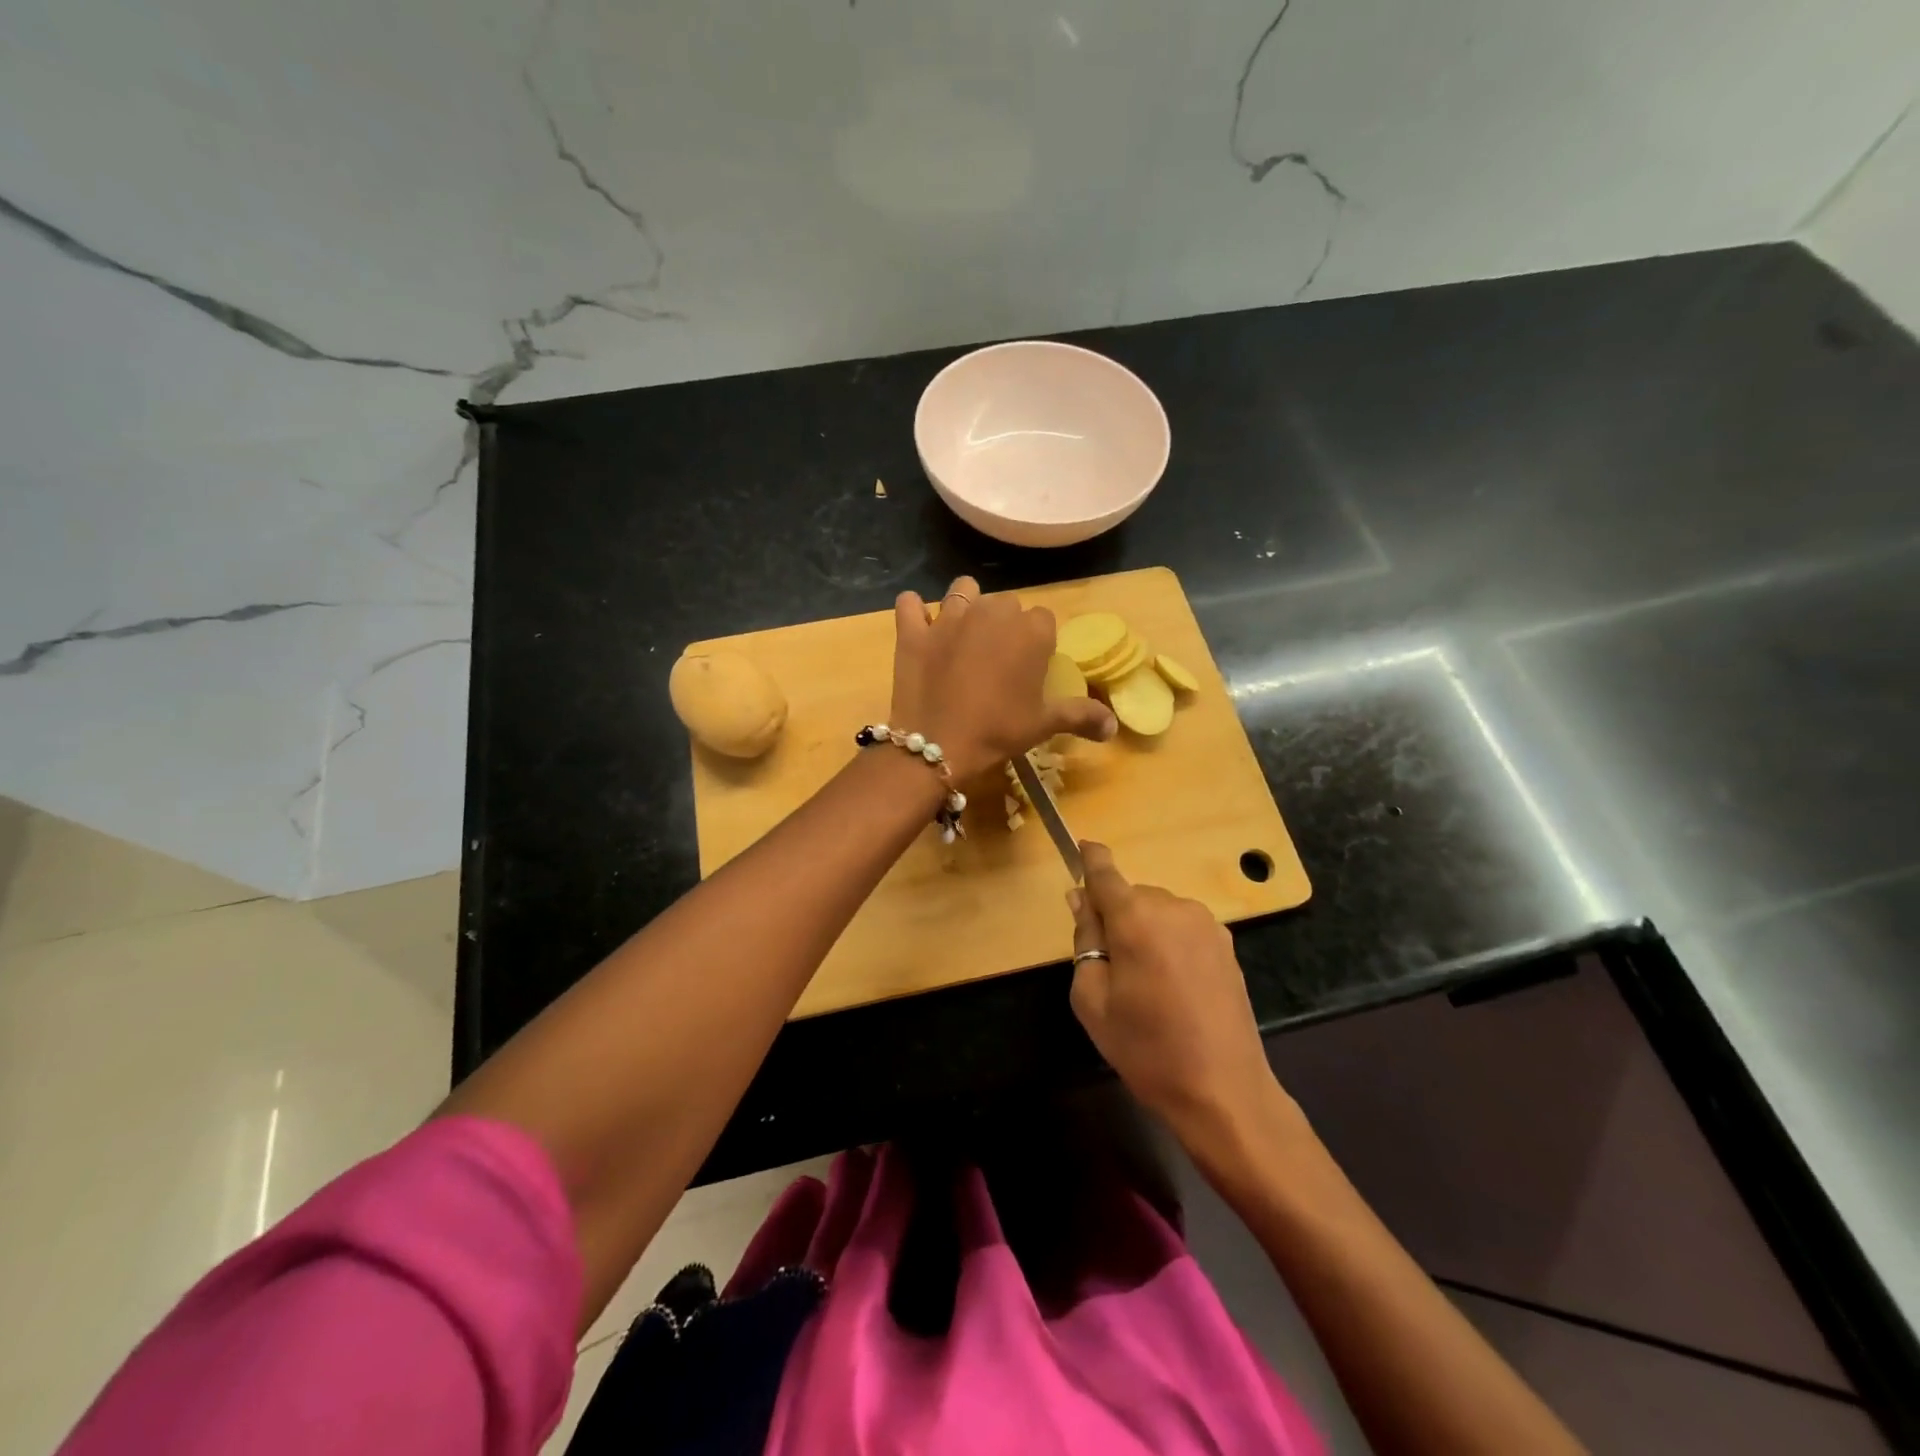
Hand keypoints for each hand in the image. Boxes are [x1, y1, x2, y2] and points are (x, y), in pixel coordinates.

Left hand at [890, 576, 1115, 782]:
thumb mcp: (1044, 724)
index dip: (1037, 641)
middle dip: (1005, 623)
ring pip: (962, 590)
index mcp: (1029, 630)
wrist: (937, 745)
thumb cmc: (999, 731)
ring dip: (966, 606)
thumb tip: (1113, 726)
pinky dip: (915, 612)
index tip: (1030, 667)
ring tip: (964, 635)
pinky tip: (920, 628)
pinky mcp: (913, 630)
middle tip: (998, 659)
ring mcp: (948, 617)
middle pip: (1005, 603)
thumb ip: (1081, 715)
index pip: (1043, 619)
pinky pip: (909, 604)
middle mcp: (991, 612)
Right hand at [1068, 842, 1291, 1147]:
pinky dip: (1169, 941)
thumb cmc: (1145, 1048)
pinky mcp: (1226, 944)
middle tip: (1109, 964)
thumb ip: (1084, 940)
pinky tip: (1174, 985)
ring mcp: (1206, 924)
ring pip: (1158, 911)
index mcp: (1135, 918)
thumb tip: (1080, 899)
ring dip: (1144, 929)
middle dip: (1115, 915)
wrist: (1223, 1090)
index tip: (1081, 845)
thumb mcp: (1092, 999)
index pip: (1105, 873)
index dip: (1090, 858)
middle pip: (1131, 896)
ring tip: (1145, 982)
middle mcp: (1173, 908)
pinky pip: (1183, 928)